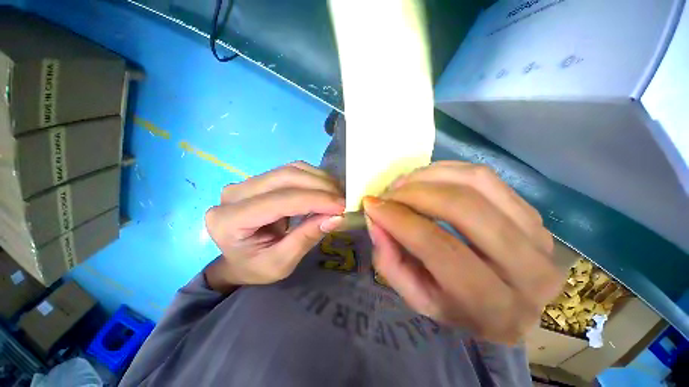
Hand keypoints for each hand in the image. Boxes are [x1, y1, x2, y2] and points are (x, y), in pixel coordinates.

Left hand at [204, 162, 344, 290]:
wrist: (239, 260)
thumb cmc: (256, 268)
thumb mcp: (281, 263)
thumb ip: (306, 238)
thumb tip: (336, 217)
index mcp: (230, 221)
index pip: (280, 200)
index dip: (315, 200)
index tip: (342, 206)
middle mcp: (234, 194)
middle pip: (286, 177)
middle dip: (320, 186)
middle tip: (343, 200)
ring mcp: (246, 182)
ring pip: (291, 169)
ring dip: (319, 179)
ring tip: (338, 195)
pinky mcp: (260, 179)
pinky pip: (292, 170)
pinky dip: (314, 178)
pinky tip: (326, 189)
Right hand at [364, 161, 561, 343]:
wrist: (508, 305)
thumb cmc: (457, 306)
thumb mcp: (417, 297)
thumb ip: (390, 262)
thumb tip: (376, 221)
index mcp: (492, 306)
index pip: (439, 247)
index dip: (400, 220)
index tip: (372, 205)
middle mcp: (526, 270)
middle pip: (462, 208)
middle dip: (414, 193)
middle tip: (388, 193)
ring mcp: (537, 235)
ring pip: (476, 182)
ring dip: (429, 176)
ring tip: (403, 184)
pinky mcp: (533, 213)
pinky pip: (485, 176)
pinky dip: (448, 170)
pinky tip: (426, 178)